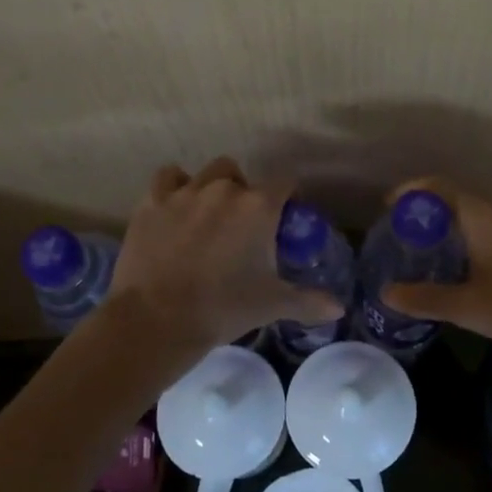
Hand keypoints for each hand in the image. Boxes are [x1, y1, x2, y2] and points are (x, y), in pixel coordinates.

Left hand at [105, 158, 344, 359]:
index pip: (285, 184)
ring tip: (209, 216)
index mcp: (259, 206)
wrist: (157, 319)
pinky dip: (175, 186)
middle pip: (243, 177)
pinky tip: (176, 206)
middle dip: (246, 195)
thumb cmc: (223, 308)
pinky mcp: (153, 201)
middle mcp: (225, 189)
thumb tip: (339, 308)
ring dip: (213, 187)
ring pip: (208, 173)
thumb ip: (308, 301)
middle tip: (242, 228)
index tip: (284, 220)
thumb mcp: (271, 304)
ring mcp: (185, 191)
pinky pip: (169, 177)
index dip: (287, 200)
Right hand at [380, 178, 491, 354]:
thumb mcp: (468, 307)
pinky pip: (486, 234)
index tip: (388, 207)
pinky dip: (464, 242)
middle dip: (424, 212)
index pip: (439, 186)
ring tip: (422, 253)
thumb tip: (386, 292)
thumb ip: (425, 299)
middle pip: (454, 200)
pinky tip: (459, 272)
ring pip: (472, 219)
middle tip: (399, 235)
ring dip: (445, 228)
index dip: (411, 190)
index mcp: (481, 218)